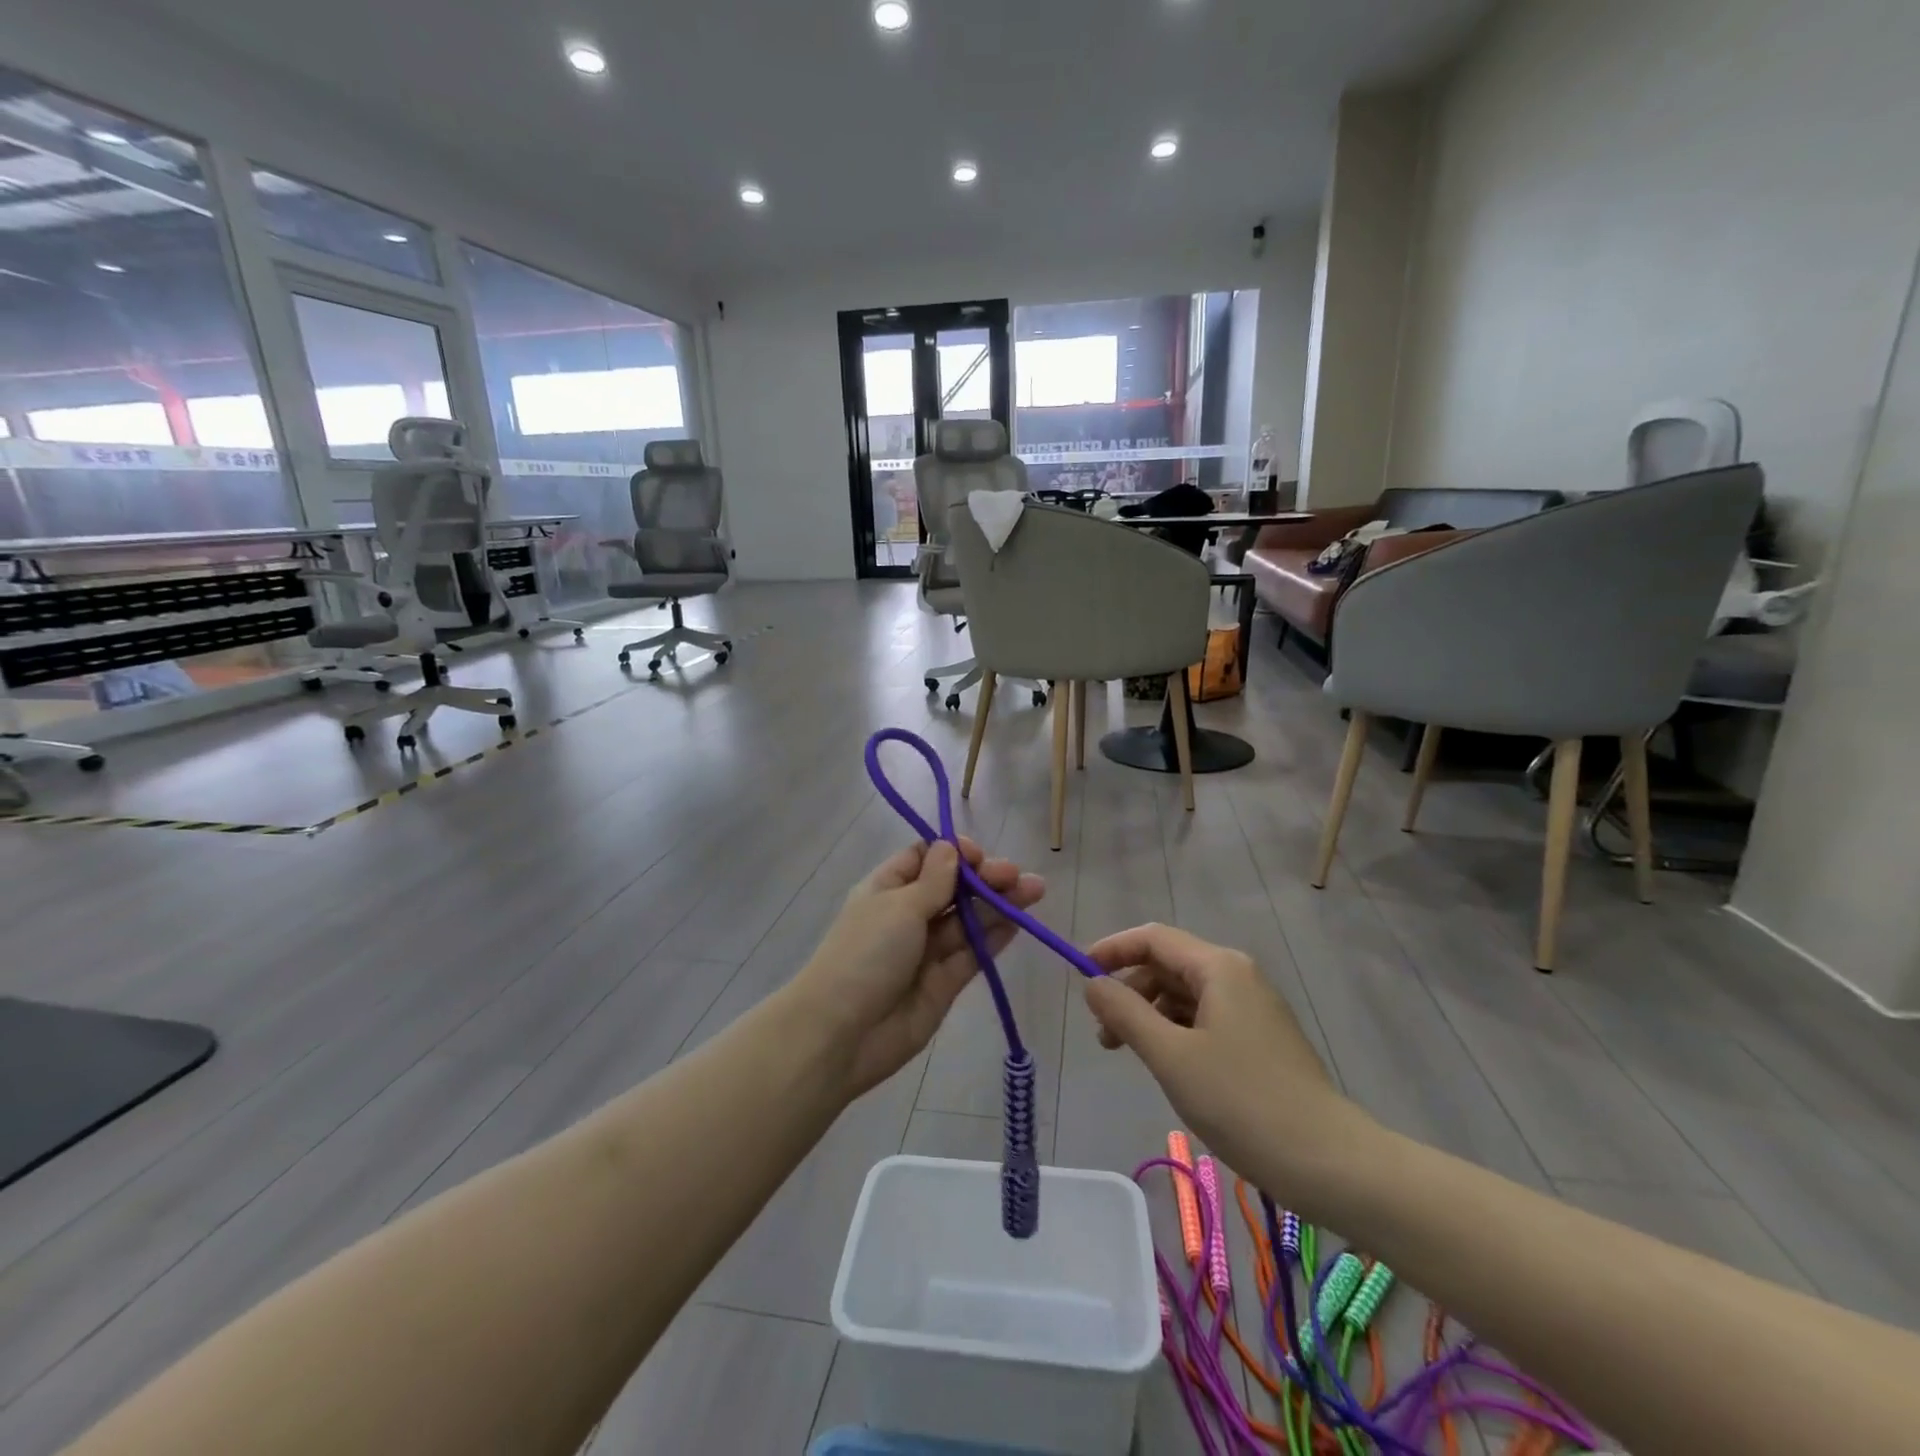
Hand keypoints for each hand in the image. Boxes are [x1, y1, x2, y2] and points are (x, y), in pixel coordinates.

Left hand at [791, 839, 1044, 1098]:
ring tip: (1035, 890)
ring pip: (967, 921)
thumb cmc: (865, 954)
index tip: (978, 855)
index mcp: (887, 889)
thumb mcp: (899, 906)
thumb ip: (934, 881)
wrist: (840, 1034)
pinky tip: (1019, 921)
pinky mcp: (943, 984)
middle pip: (952, 889)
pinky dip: (994, 937)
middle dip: (984, 879)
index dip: (954, 853)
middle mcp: (907, 916)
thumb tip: (951, 848)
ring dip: (998, 904)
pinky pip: (972, 954)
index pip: (924, 858)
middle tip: (1017, 876)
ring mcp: (925, 951)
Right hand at [1083, 923, 1377, 1211]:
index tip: (1080, 975)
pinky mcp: (1260, 1038)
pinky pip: (1204, 1017)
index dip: (1112, 950)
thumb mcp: (1171, 1056)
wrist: (1329, 1163)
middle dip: (1129, 989)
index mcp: (1219, 967)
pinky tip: (1165, 1063)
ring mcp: (1252, 1007)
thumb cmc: (1243, 1102)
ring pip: (1185, 994)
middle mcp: (1237, 975)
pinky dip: (1175, 1030)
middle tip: (1103, 1032)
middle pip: (1168, 964)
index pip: (1153, 938)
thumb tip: (1093, 984)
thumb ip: (1125, 1013)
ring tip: (1127, 1052)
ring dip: (1149, 1013)